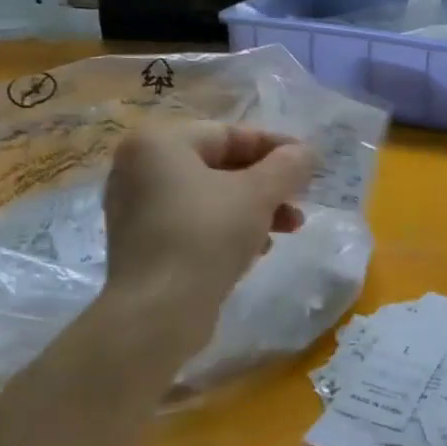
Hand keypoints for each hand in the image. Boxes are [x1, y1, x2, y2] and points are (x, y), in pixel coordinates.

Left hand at [101, 118, 315, 333]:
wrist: (158, 311)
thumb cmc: (207, 235)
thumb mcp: (259, 194)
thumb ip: (288, 166)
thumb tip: (308, 152)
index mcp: (160, 143)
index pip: (230, 133)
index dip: (276, 147)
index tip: (310, 163)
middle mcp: (139, 167)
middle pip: (220, 164)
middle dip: (268, 183)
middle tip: (300, 199)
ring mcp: (137, 207)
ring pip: (210, 196)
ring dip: (255, 208)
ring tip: (289, 228)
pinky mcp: (143, 243)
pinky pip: (194, 222)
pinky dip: (228, 228)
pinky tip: (258, 249)